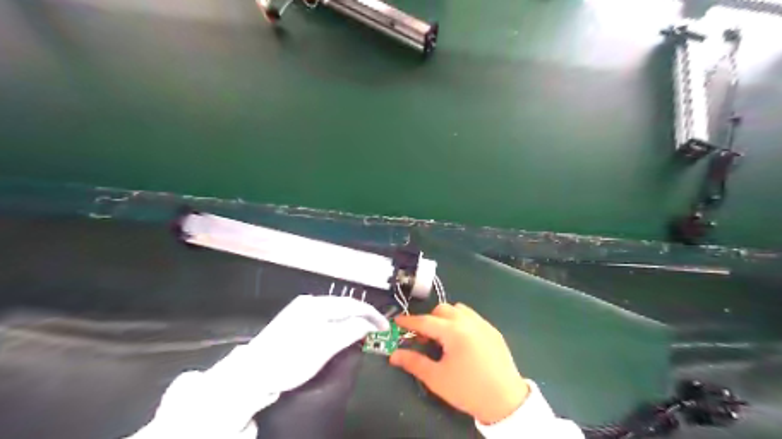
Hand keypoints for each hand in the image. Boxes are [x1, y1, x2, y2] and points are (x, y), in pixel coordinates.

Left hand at [213, 293, 389, 391]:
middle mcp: (310, 301)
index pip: (353, 304)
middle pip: (344, 305)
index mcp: (318, 304)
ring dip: (351, 318)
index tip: (385, 327)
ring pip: (334, 310)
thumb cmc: (292, 359)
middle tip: (377, 329)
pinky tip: (341, 330)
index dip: (372, 315)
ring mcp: (300, 308)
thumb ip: (350, 330)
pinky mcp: (294, 318)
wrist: (253, 372)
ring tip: (363, 330)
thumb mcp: (326, 346)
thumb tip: (368, 324)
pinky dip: (338, 322)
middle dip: (363, 315)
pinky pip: (324, 315)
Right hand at [387, 304, 527, 422]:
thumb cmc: (468, 390)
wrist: (506, 401)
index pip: (425, 321)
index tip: (397, 321)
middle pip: (442, 310)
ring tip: (443, 337)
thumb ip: (414, 362)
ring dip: (446, 318)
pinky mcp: (493, 330)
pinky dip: (461, 321)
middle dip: (429, 319)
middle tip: (424, 337)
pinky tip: (461, 340)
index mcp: (454, 332)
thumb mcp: (437, 379)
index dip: (409, 321)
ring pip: (458, 309)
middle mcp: (469, 321)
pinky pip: (472, 317)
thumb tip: (394, 355)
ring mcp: (483, 324)